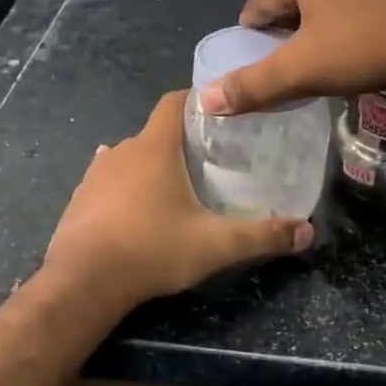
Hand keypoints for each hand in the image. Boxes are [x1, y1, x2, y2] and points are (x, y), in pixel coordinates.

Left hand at [43, 91, 313, 309]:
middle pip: (154, 133)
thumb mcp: (215, 245)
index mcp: (154, 148)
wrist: (84, 282)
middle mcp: (121, 151)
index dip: (196, 102)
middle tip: (209, 163)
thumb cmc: (152, 250)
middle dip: (180, 143)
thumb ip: (262, 236)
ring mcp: (94, 175)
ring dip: (150, 167)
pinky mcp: (78, 200)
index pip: (173, 102)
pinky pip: (106, 183)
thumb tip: (307, 233)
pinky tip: (135, 207)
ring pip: (128, 158)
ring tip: (175, 188)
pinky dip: (124, 188)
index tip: (220, 117)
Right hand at [198, 0, 385, 114]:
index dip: (258, 43)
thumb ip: (254, 85)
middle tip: (310, 66)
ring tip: (345, 52)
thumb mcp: (305, 70)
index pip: (258, 7)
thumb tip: (206, 100)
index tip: (273, 70)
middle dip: (295, 29)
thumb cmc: (369, 44)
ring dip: (329, 16)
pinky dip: (362, 6)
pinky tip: (377, 32)